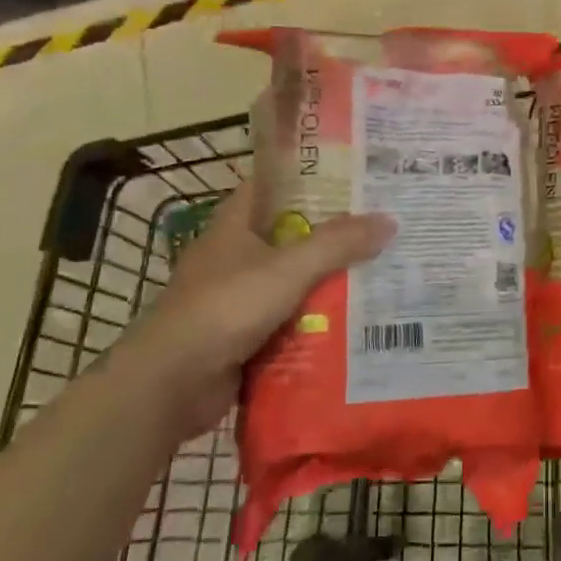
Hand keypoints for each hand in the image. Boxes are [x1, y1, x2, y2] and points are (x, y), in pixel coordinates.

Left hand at [117, 183, 393, 440]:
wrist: (171, 384)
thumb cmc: (225, 308)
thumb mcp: (288, 268)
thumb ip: (338, 244)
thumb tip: (389, 221)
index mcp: (234, 226)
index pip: (273, 186)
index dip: (310, 177)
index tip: (354, 176)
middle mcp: (235, 256)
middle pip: (291, 235)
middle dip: (333, 234)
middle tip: (383, 228)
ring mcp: (238, 299)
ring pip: (294, 281)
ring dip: (330, 282)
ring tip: (381, 273)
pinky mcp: (244, 336)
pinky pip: (290, 321)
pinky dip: (317, 322)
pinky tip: (356, 322)